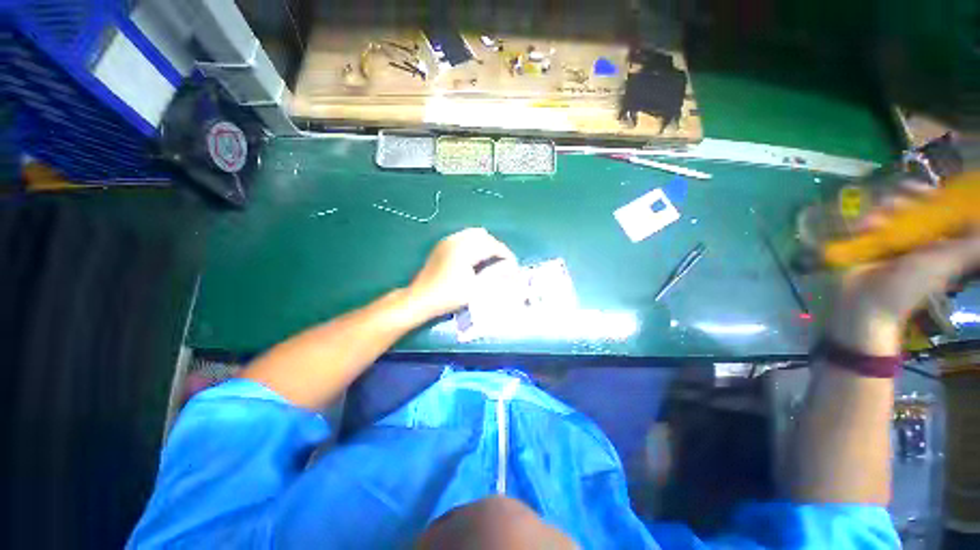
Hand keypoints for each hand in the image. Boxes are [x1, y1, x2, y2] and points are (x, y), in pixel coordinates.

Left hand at [407, 228, 516, 319]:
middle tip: (502, 263)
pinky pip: (463, 237)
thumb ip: (495, 274)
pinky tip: (474, 258)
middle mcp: (456, 239)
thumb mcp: (475, 288)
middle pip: (483, 236)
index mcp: (465, 249)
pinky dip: (473, 244)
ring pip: (472, 234)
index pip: (492, 245)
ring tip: (490, 260)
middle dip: (495, 247)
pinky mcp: (441, 246)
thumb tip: (511, 268)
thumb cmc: (449, 295)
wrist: (420, 299)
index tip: (513, 266)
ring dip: (484, 244)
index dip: (506, 254)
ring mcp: (447, 241)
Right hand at [827, 183, 979, 354]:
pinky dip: (865, 223)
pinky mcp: (868, 245)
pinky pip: (868, 225)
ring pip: (888, 214)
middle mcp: (916, 239)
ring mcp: (891, 242)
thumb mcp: (946, 263)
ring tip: (874, 220)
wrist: (868, 302)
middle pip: (913, 209)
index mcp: (938, 242)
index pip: (939, 212)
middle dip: (904, 202)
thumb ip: (968, 246)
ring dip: (882, 212)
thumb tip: (979, 221)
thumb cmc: (910, 284)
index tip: (925, 190)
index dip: (934, 198)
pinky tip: (863, 227)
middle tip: (895, 201)